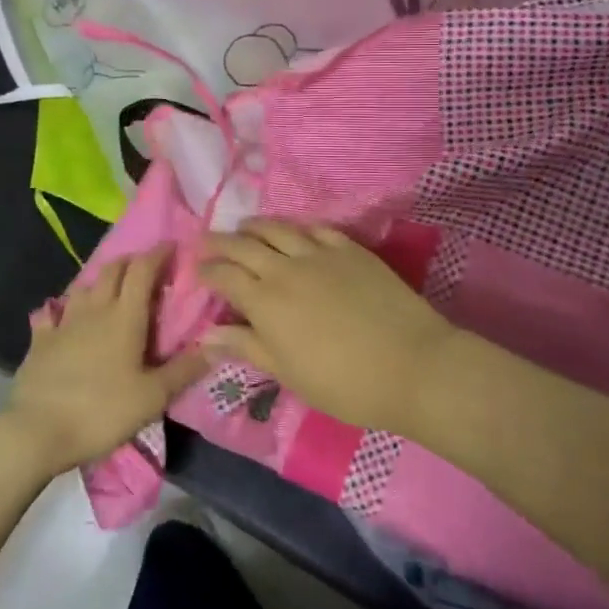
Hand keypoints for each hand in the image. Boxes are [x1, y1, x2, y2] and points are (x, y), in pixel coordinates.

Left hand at [2, 246, 209, 475]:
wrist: (38, 431)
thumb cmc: (102, 411)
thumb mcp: (153, 397)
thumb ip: (185, 370)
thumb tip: (217, 347)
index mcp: (125, 317)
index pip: (143, 270)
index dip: (158, 254)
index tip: (173, 246)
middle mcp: (95, 310)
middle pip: (113, 270)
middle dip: (131, 262)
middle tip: (146, 269)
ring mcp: (64, 323)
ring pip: (83, 287)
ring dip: (100, 281)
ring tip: (110, 290)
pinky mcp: (40, 341)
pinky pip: (50, 314)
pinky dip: (60, 309)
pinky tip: (60, 315)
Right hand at [198, 221, 461, 434]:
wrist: (410, 364)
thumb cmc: (343, 382)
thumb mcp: (287, 372)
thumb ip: (246, 346)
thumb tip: (207, 335)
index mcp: (265, 301)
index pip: (225, 276)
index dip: (207, 271)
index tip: (197, 270)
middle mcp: (286, 268)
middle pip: (244, 245)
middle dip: (221, 241)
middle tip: (207, 240)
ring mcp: (320, 253)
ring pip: (278, 229)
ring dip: (255, 226)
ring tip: (244, 227)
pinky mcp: (350, 249)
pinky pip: (316, 228)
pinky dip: (298, 228)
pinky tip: (294, 231)